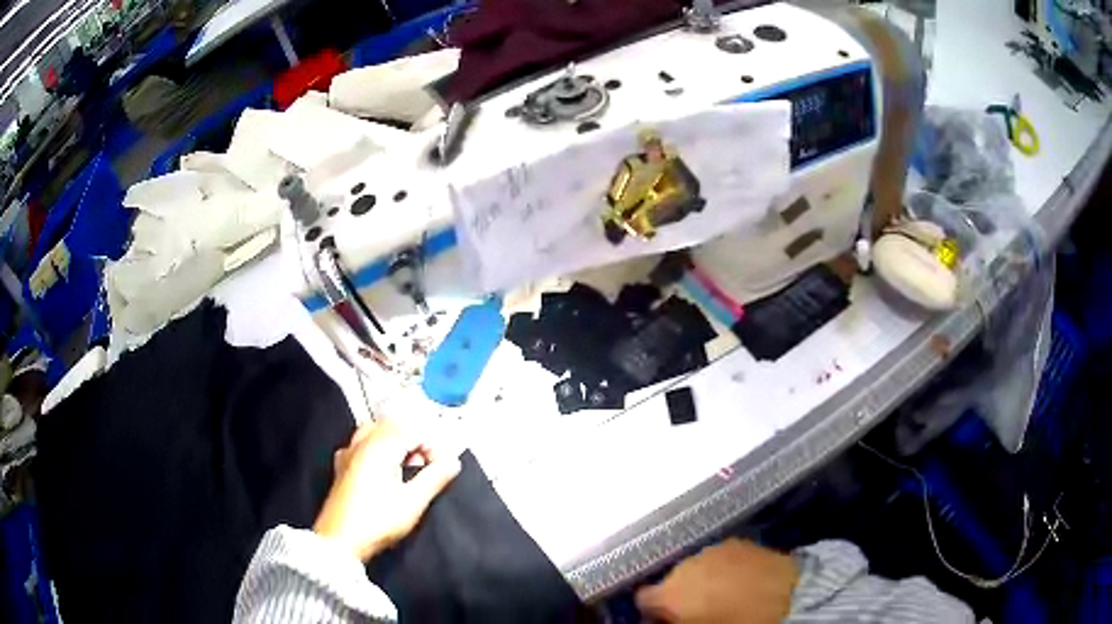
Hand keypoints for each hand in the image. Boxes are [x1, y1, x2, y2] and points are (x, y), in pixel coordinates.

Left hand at [313, 419, 460, 561]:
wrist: (340, 540)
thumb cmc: (377, 521)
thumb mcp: (413, 502)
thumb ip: (434, 478)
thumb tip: (452, 462)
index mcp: (381, 448)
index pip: (414, 432)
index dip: (433, 448)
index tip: (442, 468)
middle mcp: (362, 444)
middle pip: (394, 426)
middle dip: (414, 441)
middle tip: (425, 465)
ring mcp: (349, 453)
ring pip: (374, 430)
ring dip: (394, 442)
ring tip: (405, 465)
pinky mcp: (341, 466)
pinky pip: (360, 443)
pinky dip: (375, 447)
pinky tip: (379, 467)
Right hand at [636, 539, 799, 623]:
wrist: (789, 598)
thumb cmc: (740, 622)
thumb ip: (672, 623)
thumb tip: (661, 620)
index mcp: (669, 594)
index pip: (642, 598)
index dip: (653, 610)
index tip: (665, 619)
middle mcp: (684, 567)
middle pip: (670, 579)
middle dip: (680, 592)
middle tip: (699, 608)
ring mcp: (711, 551)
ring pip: (695, 566)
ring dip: (702, 578)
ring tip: (722, 592)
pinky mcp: (737, 542)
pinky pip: (718, 557)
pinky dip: (723, 567)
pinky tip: (739, 579)